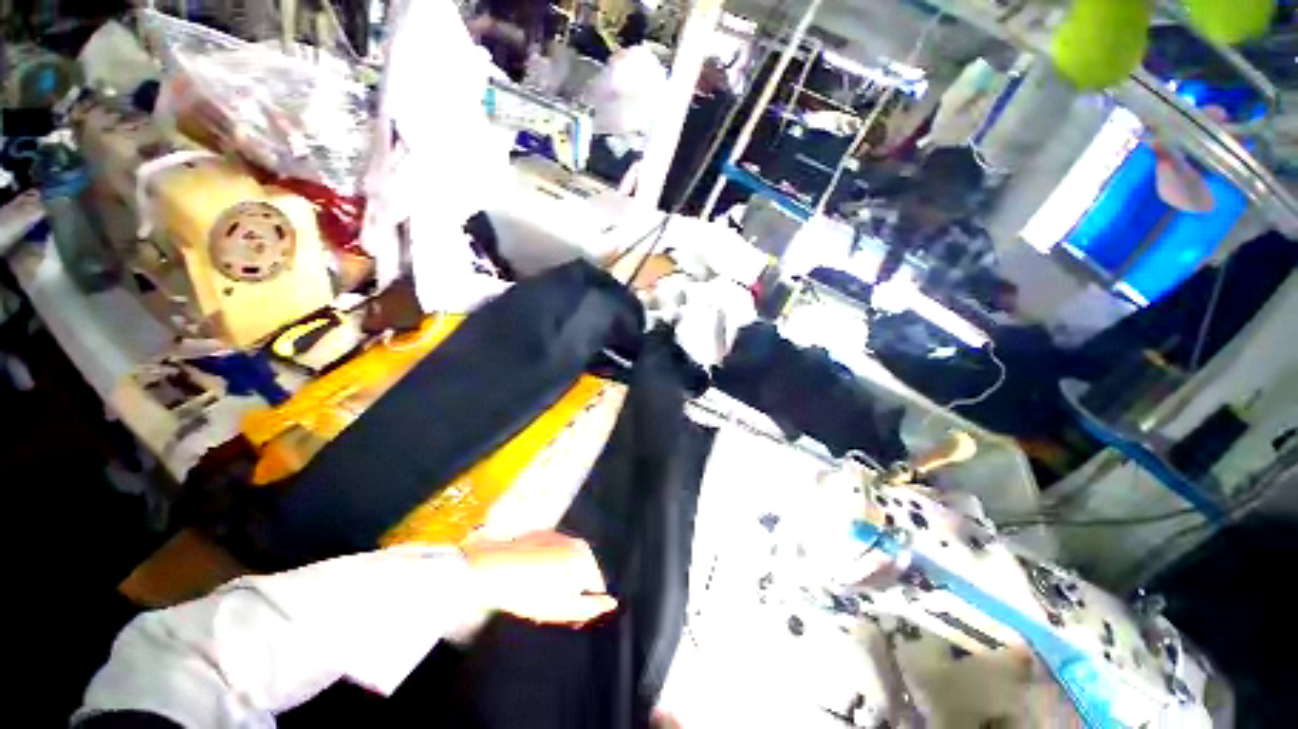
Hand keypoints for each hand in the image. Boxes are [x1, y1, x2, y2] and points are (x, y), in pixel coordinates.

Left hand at [461, 531, 617, 624]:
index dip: (582, 606)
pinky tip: (527, 577)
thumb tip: (612, 603)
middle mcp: (577, 541)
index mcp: (585, 558)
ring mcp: (559, 535)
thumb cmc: (530, 593)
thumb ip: (591, 607)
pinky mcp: (542, 534)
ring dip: (557, 577)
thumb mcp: (563, 609)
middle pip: (581, 572)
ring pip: (565, 562)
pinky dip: (545, 565)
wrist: (493, 568)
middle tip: (547, 606)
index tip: (564, 617)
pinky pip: (551, 553)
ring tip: (534, 592)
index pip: (595, 586)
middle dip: (569, 589)